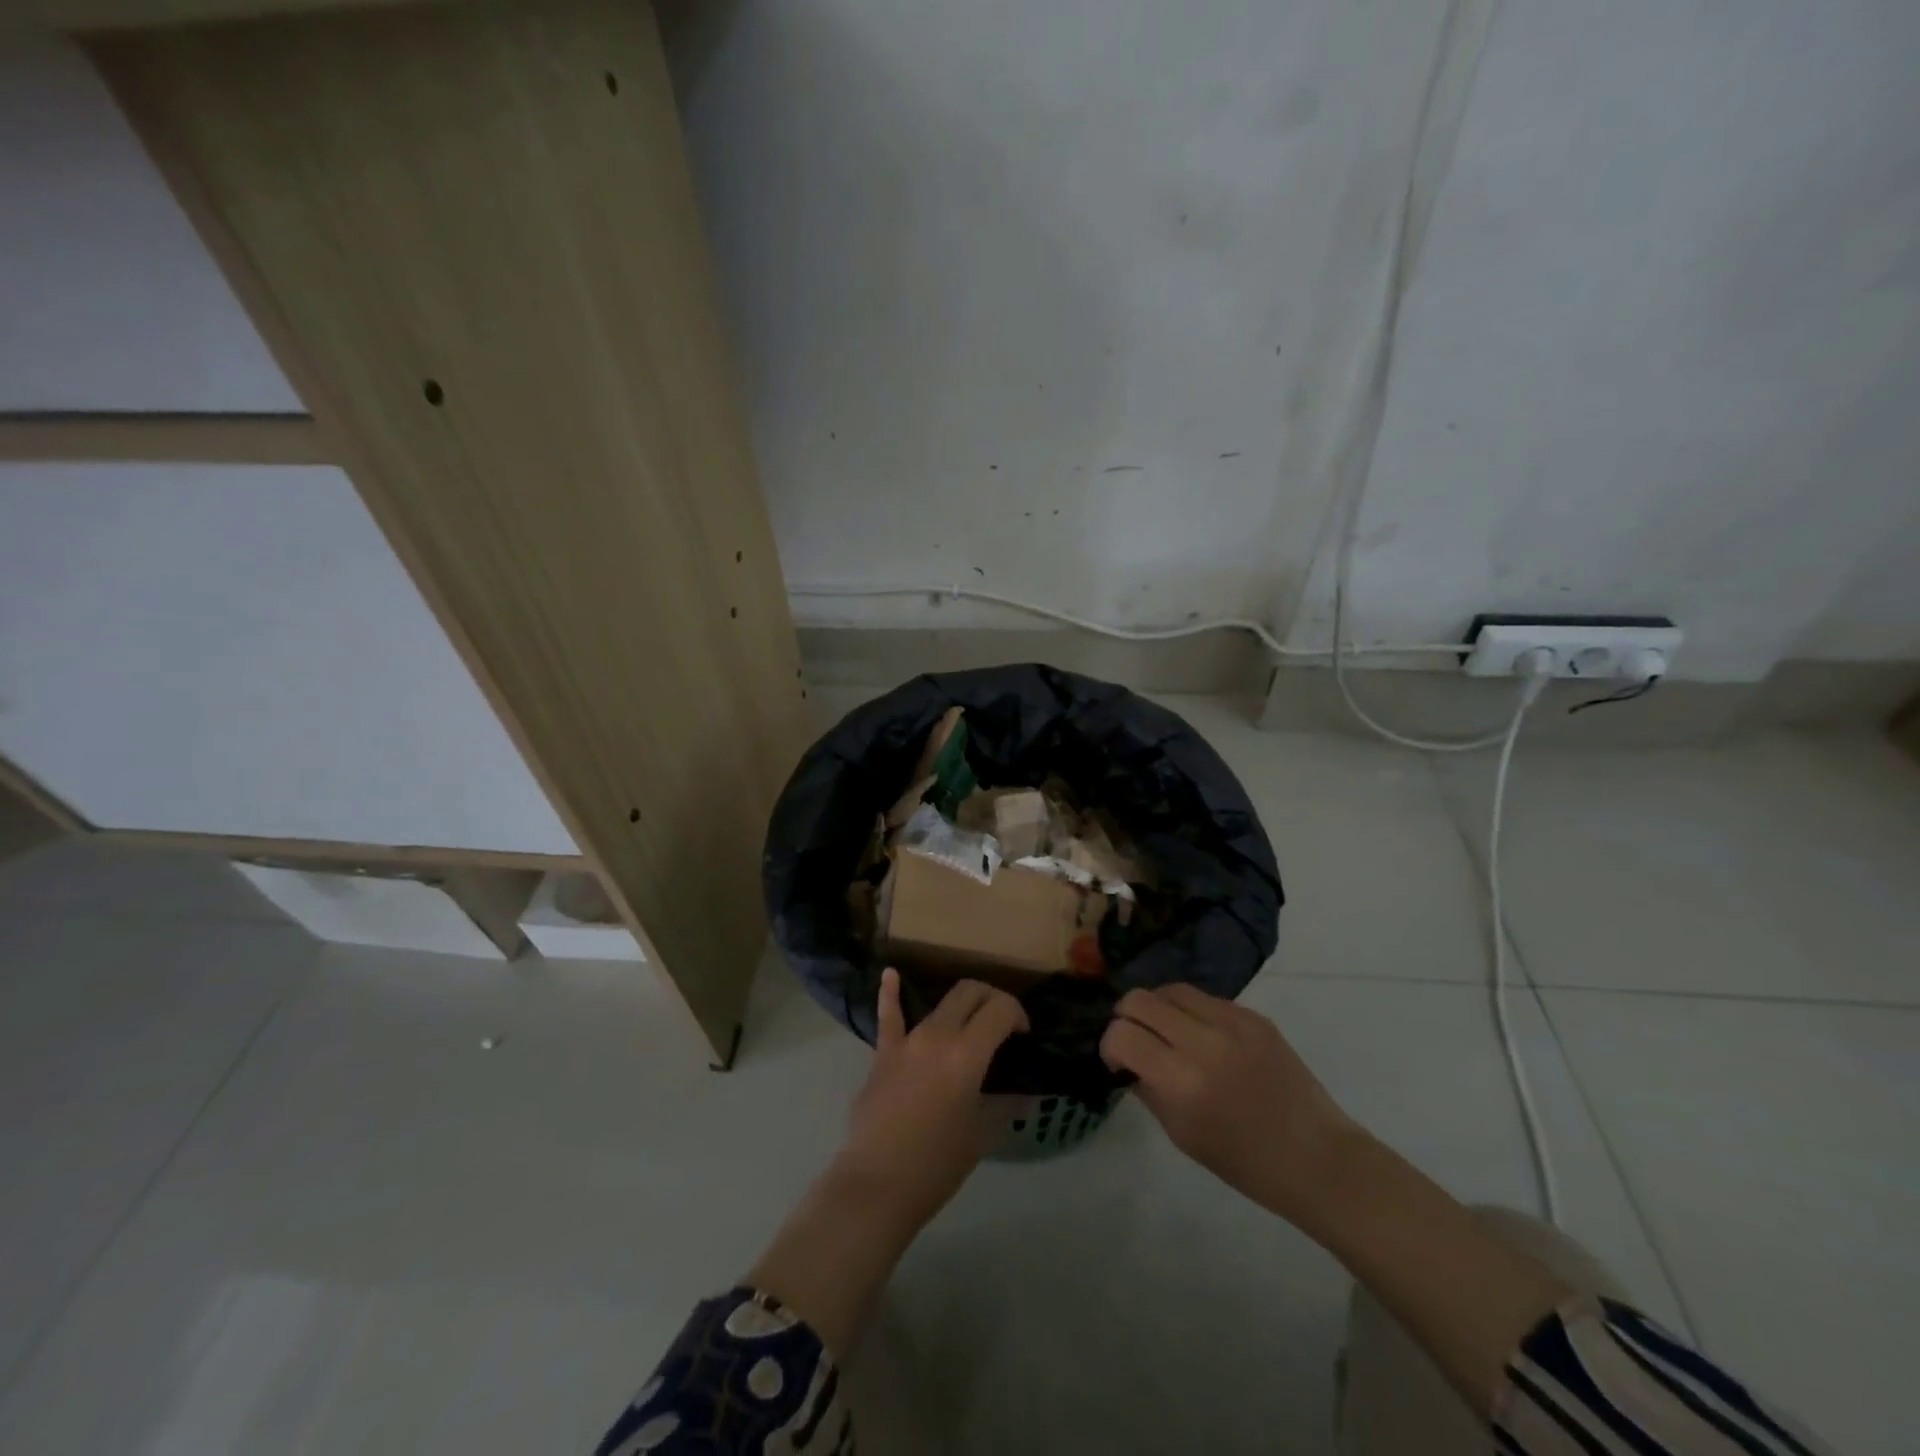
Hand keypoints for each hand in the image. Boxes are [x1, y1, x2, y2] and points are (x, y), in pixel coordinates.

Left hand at [834, 968, 1028, 1233]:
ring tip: (972, 1019)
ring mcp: (907, 1040)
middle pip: (970, 992)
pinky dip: (891, 993)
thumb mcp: (981, 1134)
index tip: (1023, 1035)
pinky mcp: (883, 1053)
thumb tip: (1025, 1094)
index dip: (1018, 1014)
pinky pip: (889, 1016)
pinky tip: (890, 973)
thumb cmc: (937, 1165)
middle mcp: (937, 1035)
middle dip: (993, 998)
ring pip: (940, 1003)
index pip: (1000, 1009)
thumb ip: (1004, 1105)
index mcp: (966, 1053)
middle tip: (1003, 1023)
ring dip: (961, 1004)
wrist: (877, 1184)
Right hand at [1101, 984, 1357, 1224]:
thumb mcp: (1182, 1135)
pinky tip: (1202, 1036)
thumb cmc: (1245, 1162)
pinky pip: (1206, 998)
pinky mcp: (1254, 1016)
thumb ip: (1148, 1088)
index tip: (1118, 1061)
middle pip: (1139, 999)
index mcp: (1181, 1082)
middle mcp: (1203, 1042)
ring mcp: (1232, 1023)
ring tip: (1167, 1031)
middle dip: (1127, 1018)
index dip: (1109, 1045)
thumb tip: (1127, 1058)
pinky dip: (1191, 1011)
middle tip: (1137, 1041)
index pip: (1122, 1034)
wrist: (1317, 1159)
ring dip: (1158, 1008)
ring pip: (1171, 989)